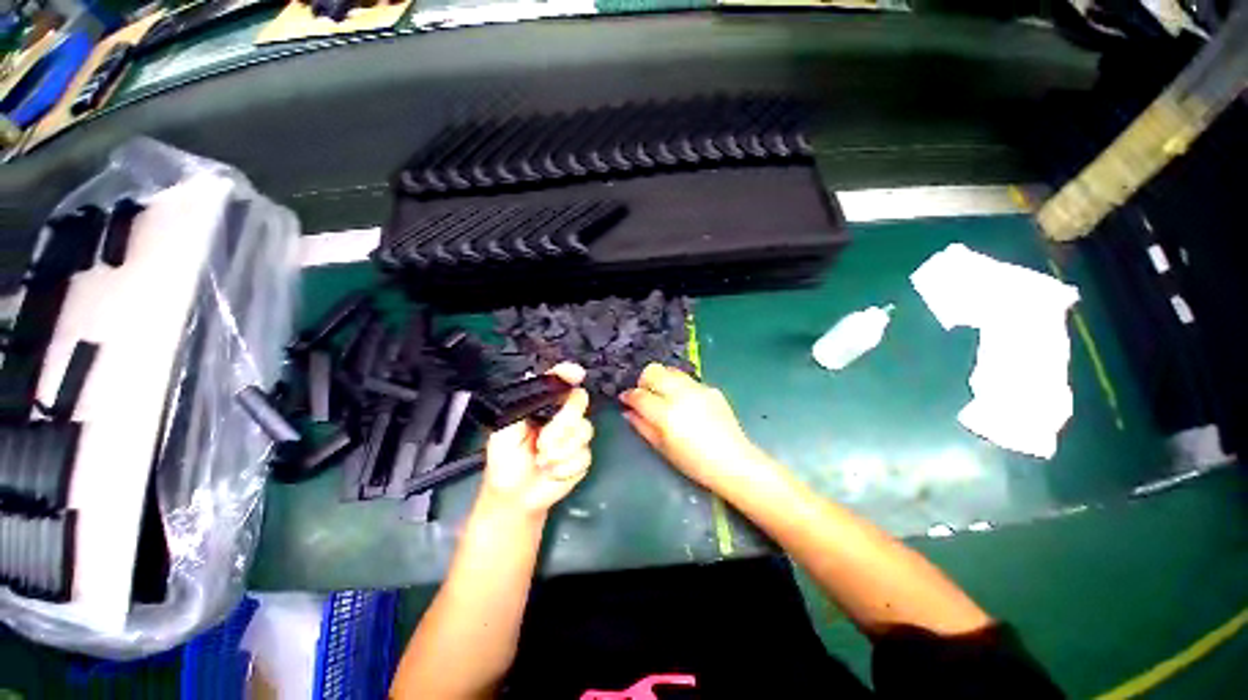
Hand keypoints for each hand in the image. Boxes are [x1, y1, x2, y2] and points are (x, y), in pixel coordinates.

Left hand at [480, 363, 593, 516]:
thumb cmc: (505, 458)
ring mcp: (575, 436)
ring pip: (584, 429)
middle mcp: (563, 415)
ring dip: (561, 449)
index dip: (569, 374)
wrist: (513, 495)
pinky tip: (552, 471)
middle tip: (543, 442)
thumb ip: (521, 402)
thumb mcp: (505, 427)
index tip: (576, 373)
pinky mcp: (582, 457)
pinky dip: (565, 466)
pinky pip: (584, 455)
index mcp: (545, 405)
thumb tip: (530, 376)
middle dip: (563, 423)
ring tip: (542, 460)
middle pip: (579, 401)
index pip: (560, 382)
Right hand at [620, 363, 763, 494]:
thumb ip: (642, 426)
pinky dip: (680, 387)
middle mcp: (680, 394)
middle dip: (644, 380)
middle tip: (645, 395)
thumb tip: (628, 411)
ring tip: (664, 396)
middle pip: (653, 371)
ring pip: (671, 371)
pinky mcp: (710, 388)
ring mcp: (697, 388)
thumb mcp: (662, 448)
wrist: (733, 461)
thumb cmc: (694, 462)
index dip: (628, 396)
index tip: (625, 399)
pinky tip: (686, 404)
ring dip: (662, 380)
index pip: (639, 395)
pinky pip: (688, 381)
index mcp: (666, 414)